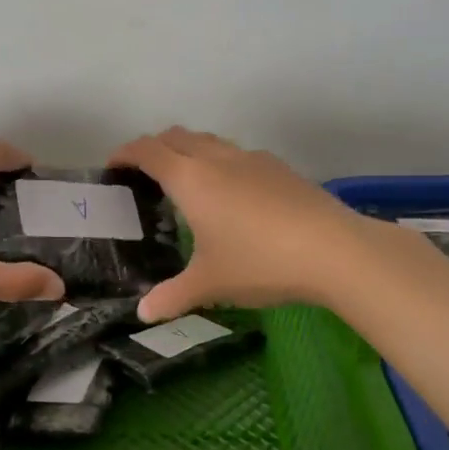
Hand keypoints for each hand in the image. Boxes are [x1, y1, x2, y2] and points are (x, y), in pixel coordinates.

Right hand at [108, 127, 373, 321]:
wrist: (334, 250)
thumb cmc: (258, 262)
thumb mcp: (209, 283)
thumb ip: (172, 296)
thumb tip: (143, 313)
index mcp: (191, 179)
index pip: (148, 151)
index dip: (126, 153)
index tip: (113, 165)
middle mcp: (218, 158)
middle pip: (177, 136)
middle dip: (155, 147)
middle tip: (144, 174)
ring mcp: (252, 159)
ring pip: (210, 141)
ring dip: (189, 151)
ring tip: (187, 183)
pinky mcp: (280, 168)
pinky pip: (238, 155)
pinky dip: (220, 163)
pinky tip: (233, 197)